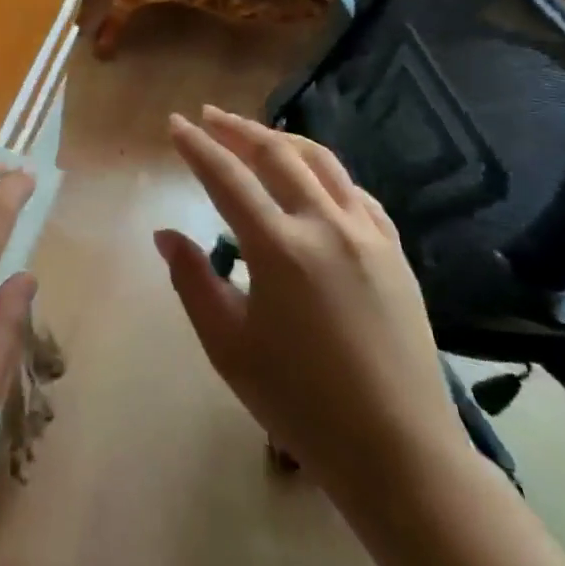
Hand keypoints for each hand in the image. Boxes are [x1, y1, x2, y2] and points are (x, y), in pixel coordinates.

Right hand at [156, 107, 464, 514]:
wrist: (398, 450)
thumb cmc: (300, 402)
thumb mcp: (228, 346)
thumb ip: (192, 281)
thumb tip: (166, 235)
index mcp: (279, 248)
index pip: (227, 177)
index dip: (196, 146)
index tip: (175, 123)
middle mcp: (325, 226)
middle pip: (276, 154)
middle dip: (237, 129)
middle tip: (209, 115)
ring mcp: (367, 234)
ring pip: (321, 163)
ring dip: (282, 140)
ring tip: (256, 132)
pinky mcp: (394, 252)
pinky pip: (356, 192)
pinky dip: (325, 173)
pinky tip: (313, 179)